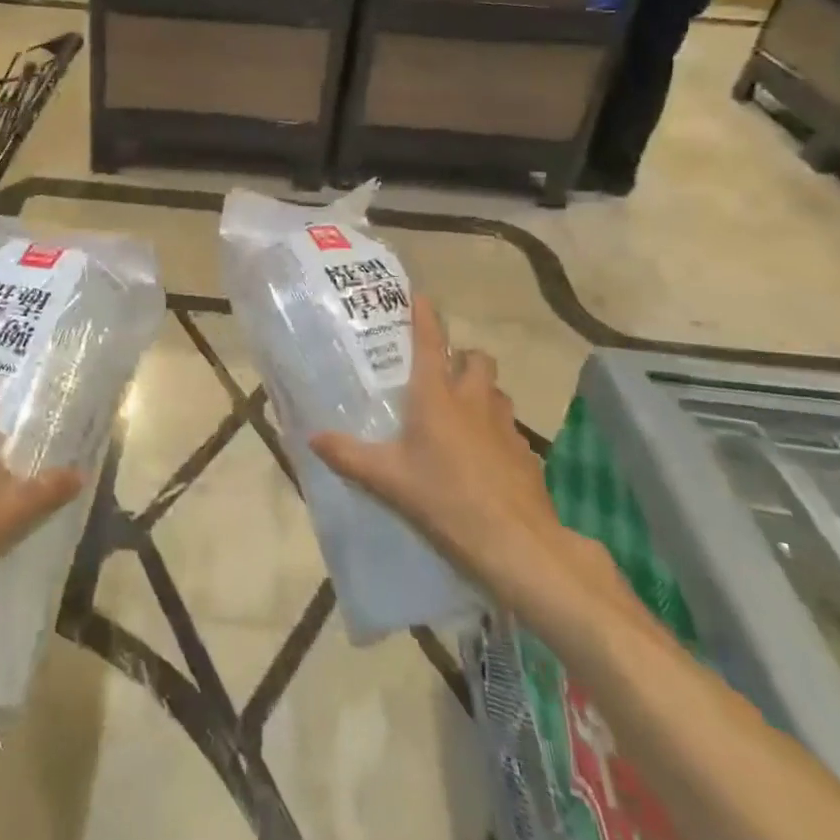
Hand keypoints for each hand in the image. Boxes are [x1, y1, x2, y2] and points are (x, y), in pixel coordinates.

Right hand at [309, 299, 611, 633]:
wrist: (518, 543)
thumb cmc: (445, 499)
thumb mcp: (388, 480)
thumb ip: (349, 456)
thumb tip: (313, 437)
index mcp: (437, 396)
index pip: (430, 342)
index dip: (424, 316)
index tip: (420, 295)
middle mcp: (473, 400)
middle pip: (476, 358)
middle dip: (462, 356)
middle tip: (444, 372)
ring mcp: (505, 425)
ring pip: (496, 390)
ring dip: (482, 391)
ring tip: (463, 412)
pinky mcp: (526, 453)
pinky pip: (510, 428)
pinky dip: (497, 430)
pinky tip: (485, 457)